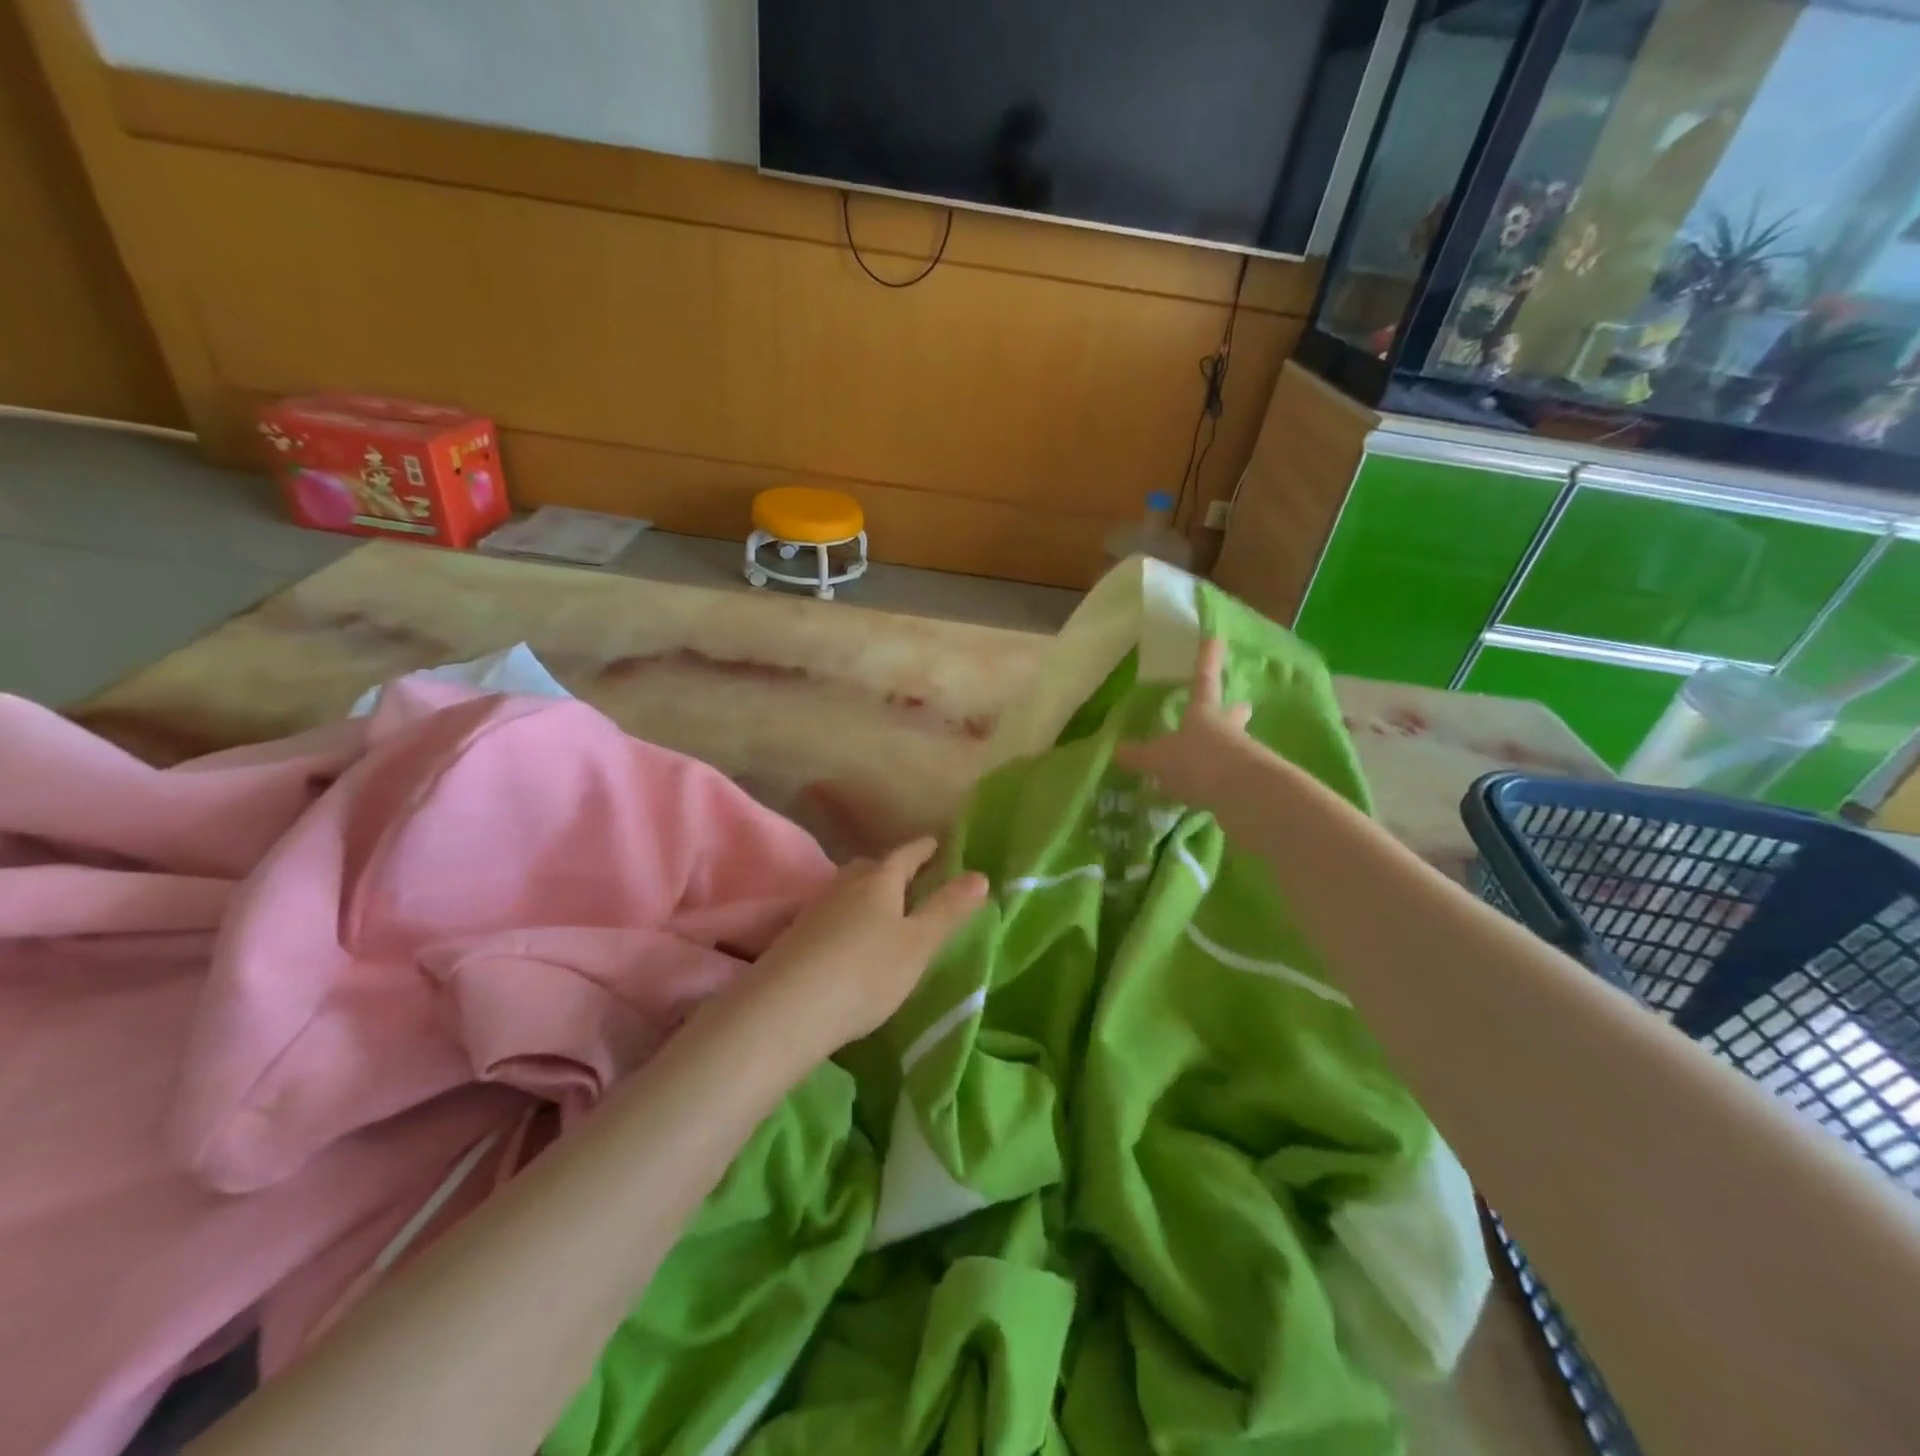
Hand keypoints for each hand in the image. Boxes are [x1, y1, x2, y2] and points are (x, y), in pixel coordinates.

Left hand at [727, 839, 988, 1054]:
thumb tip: (980, 875)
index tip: (937, 843)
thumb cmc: (866, 972)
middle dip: (893, 869)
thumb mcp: (918, 944)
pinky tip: (849, 938)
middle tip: (912, 877)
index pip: (907, 854)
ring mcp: (816, 908)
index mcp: (880, 880)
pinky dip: (847, 916)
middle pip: (872, 867)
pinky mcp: (796, 935)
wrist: (787, 1008)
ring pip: (848, 889)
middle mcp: (845, 885)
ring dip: (867, 892)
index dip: (924, 849)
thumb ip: (948, 910)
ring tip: (882, 908)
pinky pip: (832, 913)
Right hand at [1114, 637, 1252, 807]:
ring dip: (1228, 748)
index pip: (1203, 680)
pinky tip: (1212, 793)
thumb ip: (1139, 756)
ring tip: (1214, 759)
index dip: (1207, 660)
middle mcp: (1226, 729)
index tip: (1216, 638)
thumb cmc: (1198, 762)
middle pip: (1232, 713)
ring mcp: (1243, 755)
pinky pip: (1232, 776)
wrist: (1244, 792)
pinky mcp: (1251, 783)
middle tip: (1242, 705)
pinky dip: (1221, 781)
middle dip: (1234, 710)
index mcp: (1203, 713)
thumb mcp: (1158, 759)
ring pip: (1235, 745)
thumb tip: (1117, 751)